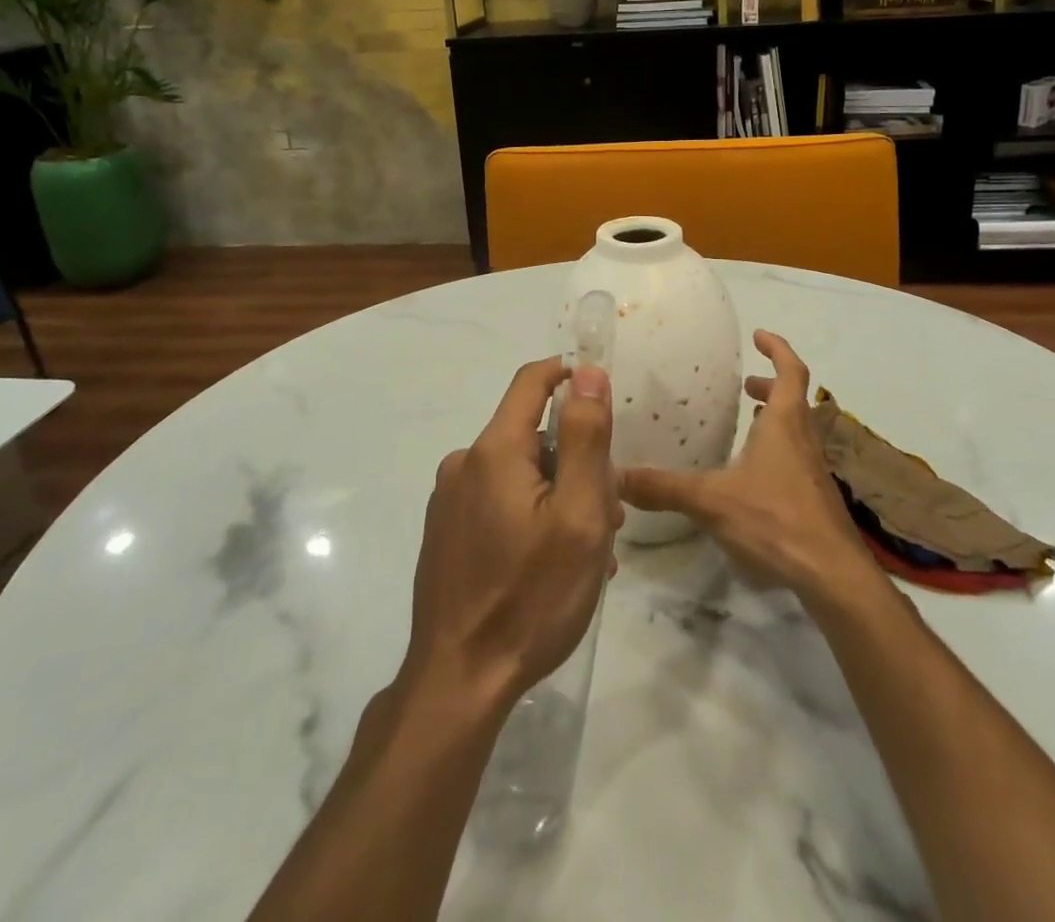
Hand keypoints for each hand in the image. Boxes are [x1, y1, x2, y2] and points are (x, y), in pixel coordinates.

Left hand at [400, 359, 621, 713]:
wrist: (458, 682)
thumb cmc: (531, 597)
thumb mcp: (578, 515)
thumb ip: (584, 438)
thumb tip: (586, 372)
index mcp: (494, 450)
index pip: (532, 380)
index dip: (571, 377)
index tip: (604, 407)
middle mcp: (464, 463)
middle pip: (531, 435)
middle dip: (575, 461)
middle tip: (608, 515)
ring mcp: (449, 500)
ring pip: (519, 473)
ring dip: (558, 496)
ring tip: (587, 552)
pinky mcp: (445, 532)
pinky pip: (498, 502)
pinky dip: (531, 517)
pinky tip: (550, 565)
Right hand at [618, 330, 879, 608]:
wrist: (833, 575)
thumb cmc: (775, 519)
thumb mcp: (711, 500)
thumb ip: (664, 488)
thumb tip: (617, 476)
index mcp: (785, 424)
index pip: (790, 370)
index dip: (777, 348)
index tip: (758, 335)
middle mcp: (804, 440)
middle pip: (795, 399)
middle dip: (771, 385)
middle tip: (746, 385)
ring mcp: (814, 471)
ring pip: (798, 430)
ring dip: (777, 418)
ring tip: (750, 422)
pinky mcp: (815, 499)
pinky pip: (797, 458)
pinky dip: (778, 450)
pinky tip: (755, 475)